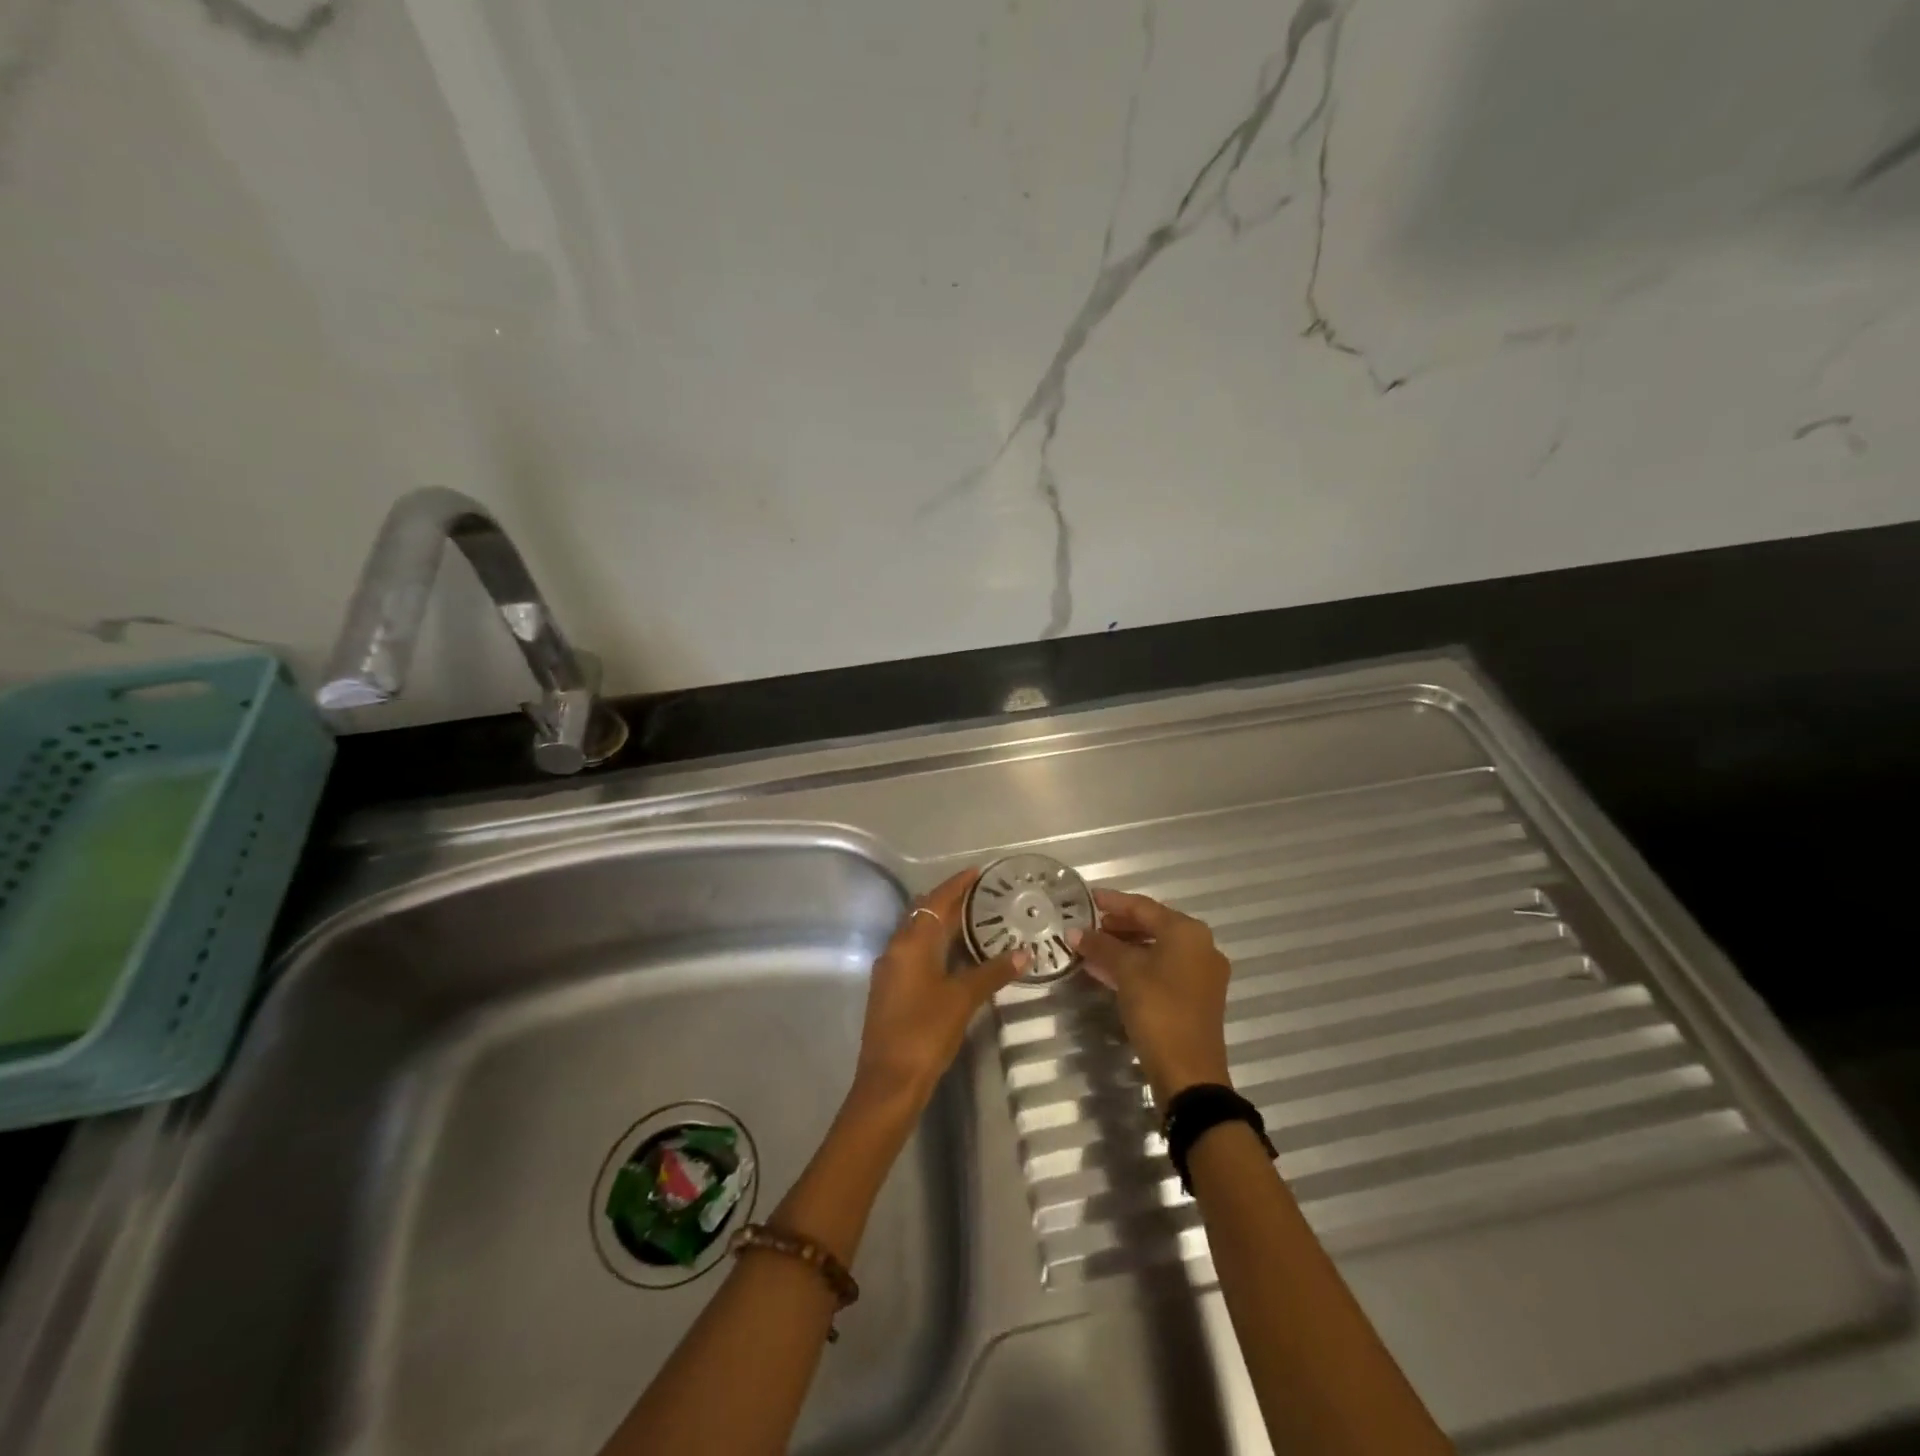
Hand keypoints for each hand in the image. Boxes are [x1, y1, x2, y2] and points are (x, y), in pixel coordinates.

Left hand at [849, 868, 1027, 1118]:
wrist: (889, 1082)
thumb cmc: (925, 1032)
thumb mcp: (963, 999)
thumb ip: (992, 973)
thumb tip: (1023, 954)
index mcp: (911, 943)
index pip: (936, 901)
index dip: (957, 885)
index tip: (978, 872)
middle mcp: (896, 948)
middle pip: (924, 914)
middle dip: (950, 903)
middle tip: (983, 897)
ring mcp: (890, 970)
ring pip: (918, 935)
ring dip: (942, 925)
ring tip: (975, 922)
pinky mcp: (890, 990)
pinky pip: (914, 954)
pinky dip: (935, 946)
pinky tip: (955, 957)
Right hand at [1072, 888, 1232, 1104]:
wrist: (1189, 1072)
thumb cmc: (1159, 1010)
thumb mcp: (1126, 972)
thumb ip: (1100, 947)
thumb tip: (1074, 931)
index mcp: (1188, 932)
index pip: (1143, 907)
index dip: (1113, 901)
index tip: (1087, 898)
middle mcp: (1200, 946)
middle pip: (1153, 926)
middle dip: (1118, 926)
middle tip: (1088, 926)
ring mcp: (1201, 973)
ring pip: (1156, 949)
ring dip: (1124, 947)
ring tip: (1092, 948)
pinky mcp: (1196, 997)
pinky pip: (1161, 969)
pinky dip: (1136, 966)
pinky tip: (1108, 972)